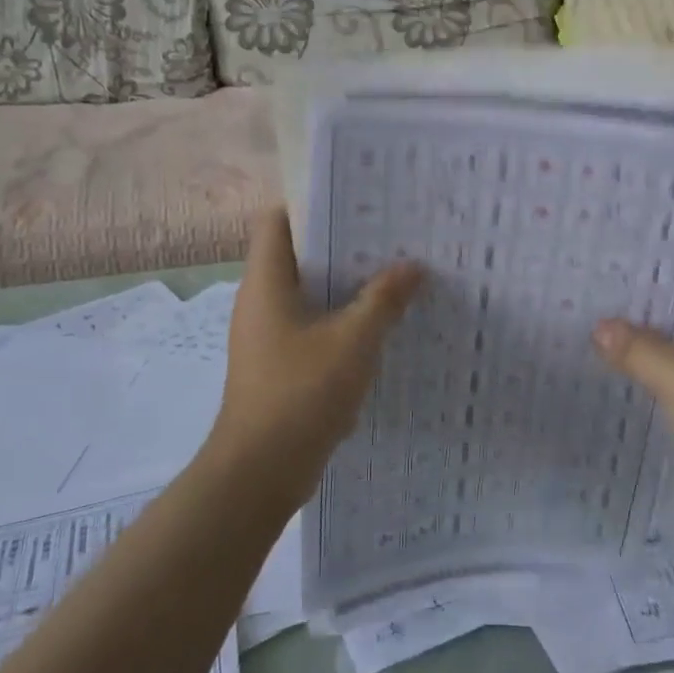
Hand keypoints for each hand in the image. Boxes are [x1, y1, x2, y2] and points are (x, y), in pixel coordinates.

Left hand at [210, 209, 422, 503]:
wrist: (260, 473)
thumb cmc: (301, 393)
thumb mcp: (354, 340)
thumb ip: (384, 298)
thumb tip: (413, 266)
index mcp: (266, 282)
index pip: (278, 220)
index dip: (313, 203)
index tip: (357, 199)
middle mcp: (260, 301)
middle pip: (299, 254)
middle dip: (343, 243)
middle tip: (390, 233)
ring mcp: (268, 335)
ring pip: (309, 293)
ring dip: (346, 284)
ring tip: (394, 271)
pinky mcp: (279, 364)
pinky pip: (312, 325)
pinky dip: (341, 318)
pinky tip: (380, 323)